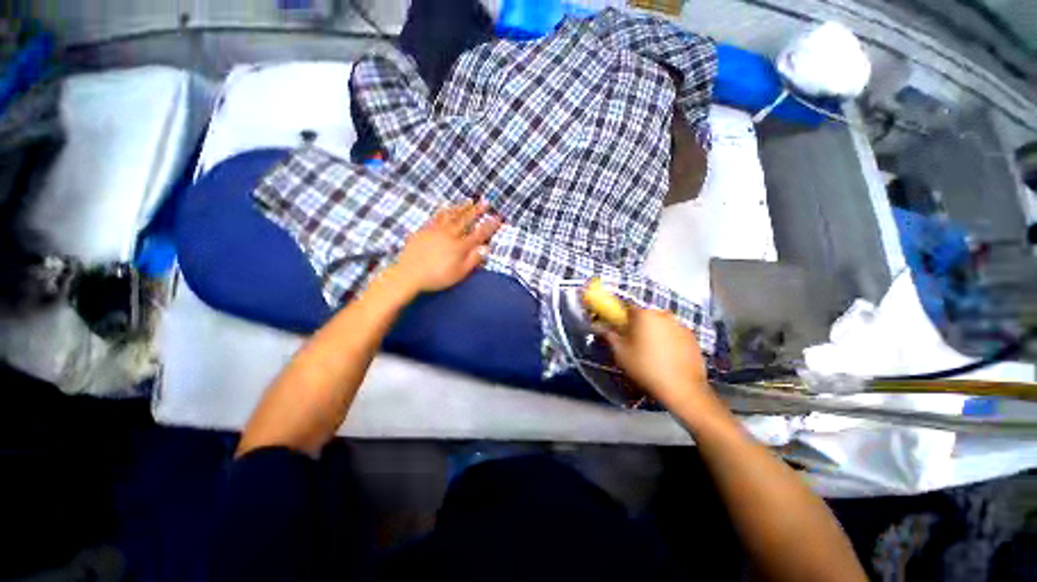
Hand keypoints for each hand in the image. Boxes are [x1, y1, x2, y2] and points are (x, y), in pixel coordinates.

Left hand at [391, 200, 501, 294]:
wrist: (409, 274)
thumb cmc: (436, 277)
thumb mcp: (459, 273)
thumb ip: (473, 260)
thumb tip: (486, 248)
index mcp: (460, 246)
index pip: (478, 234)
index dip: (489, 226)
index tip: (498, 217)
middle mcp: (449, 234)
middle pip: (465, 220)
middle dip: (477, 211)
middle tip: (485, 202)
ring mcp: (435, 230)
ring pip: (451, 215)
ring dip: (461, 207)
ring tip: (469, 201)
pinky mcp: (424, 230)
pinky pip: (436, 217)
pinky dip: (443, 211)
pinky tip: (446, 208)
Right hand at [603, 307, 717, 412]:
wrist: (682, 388)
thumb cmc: (645, 368)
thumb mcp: (621, 353)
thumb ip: (610, 336)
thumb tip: (601, 327)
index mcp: (644, 315)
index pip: (627, 308)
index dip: (622, 318)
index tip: (620, 330)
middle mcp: (663, 314)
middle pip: (646, 315)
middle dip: (639, 325)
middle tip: (634, 343)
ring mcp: (680, 325)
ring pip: (661, 324)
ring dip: (655, 332)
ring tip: (652, 352)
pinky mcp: (693, 337)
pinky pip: (674, 333)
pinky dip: (669, 340)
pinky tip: (667, 357)